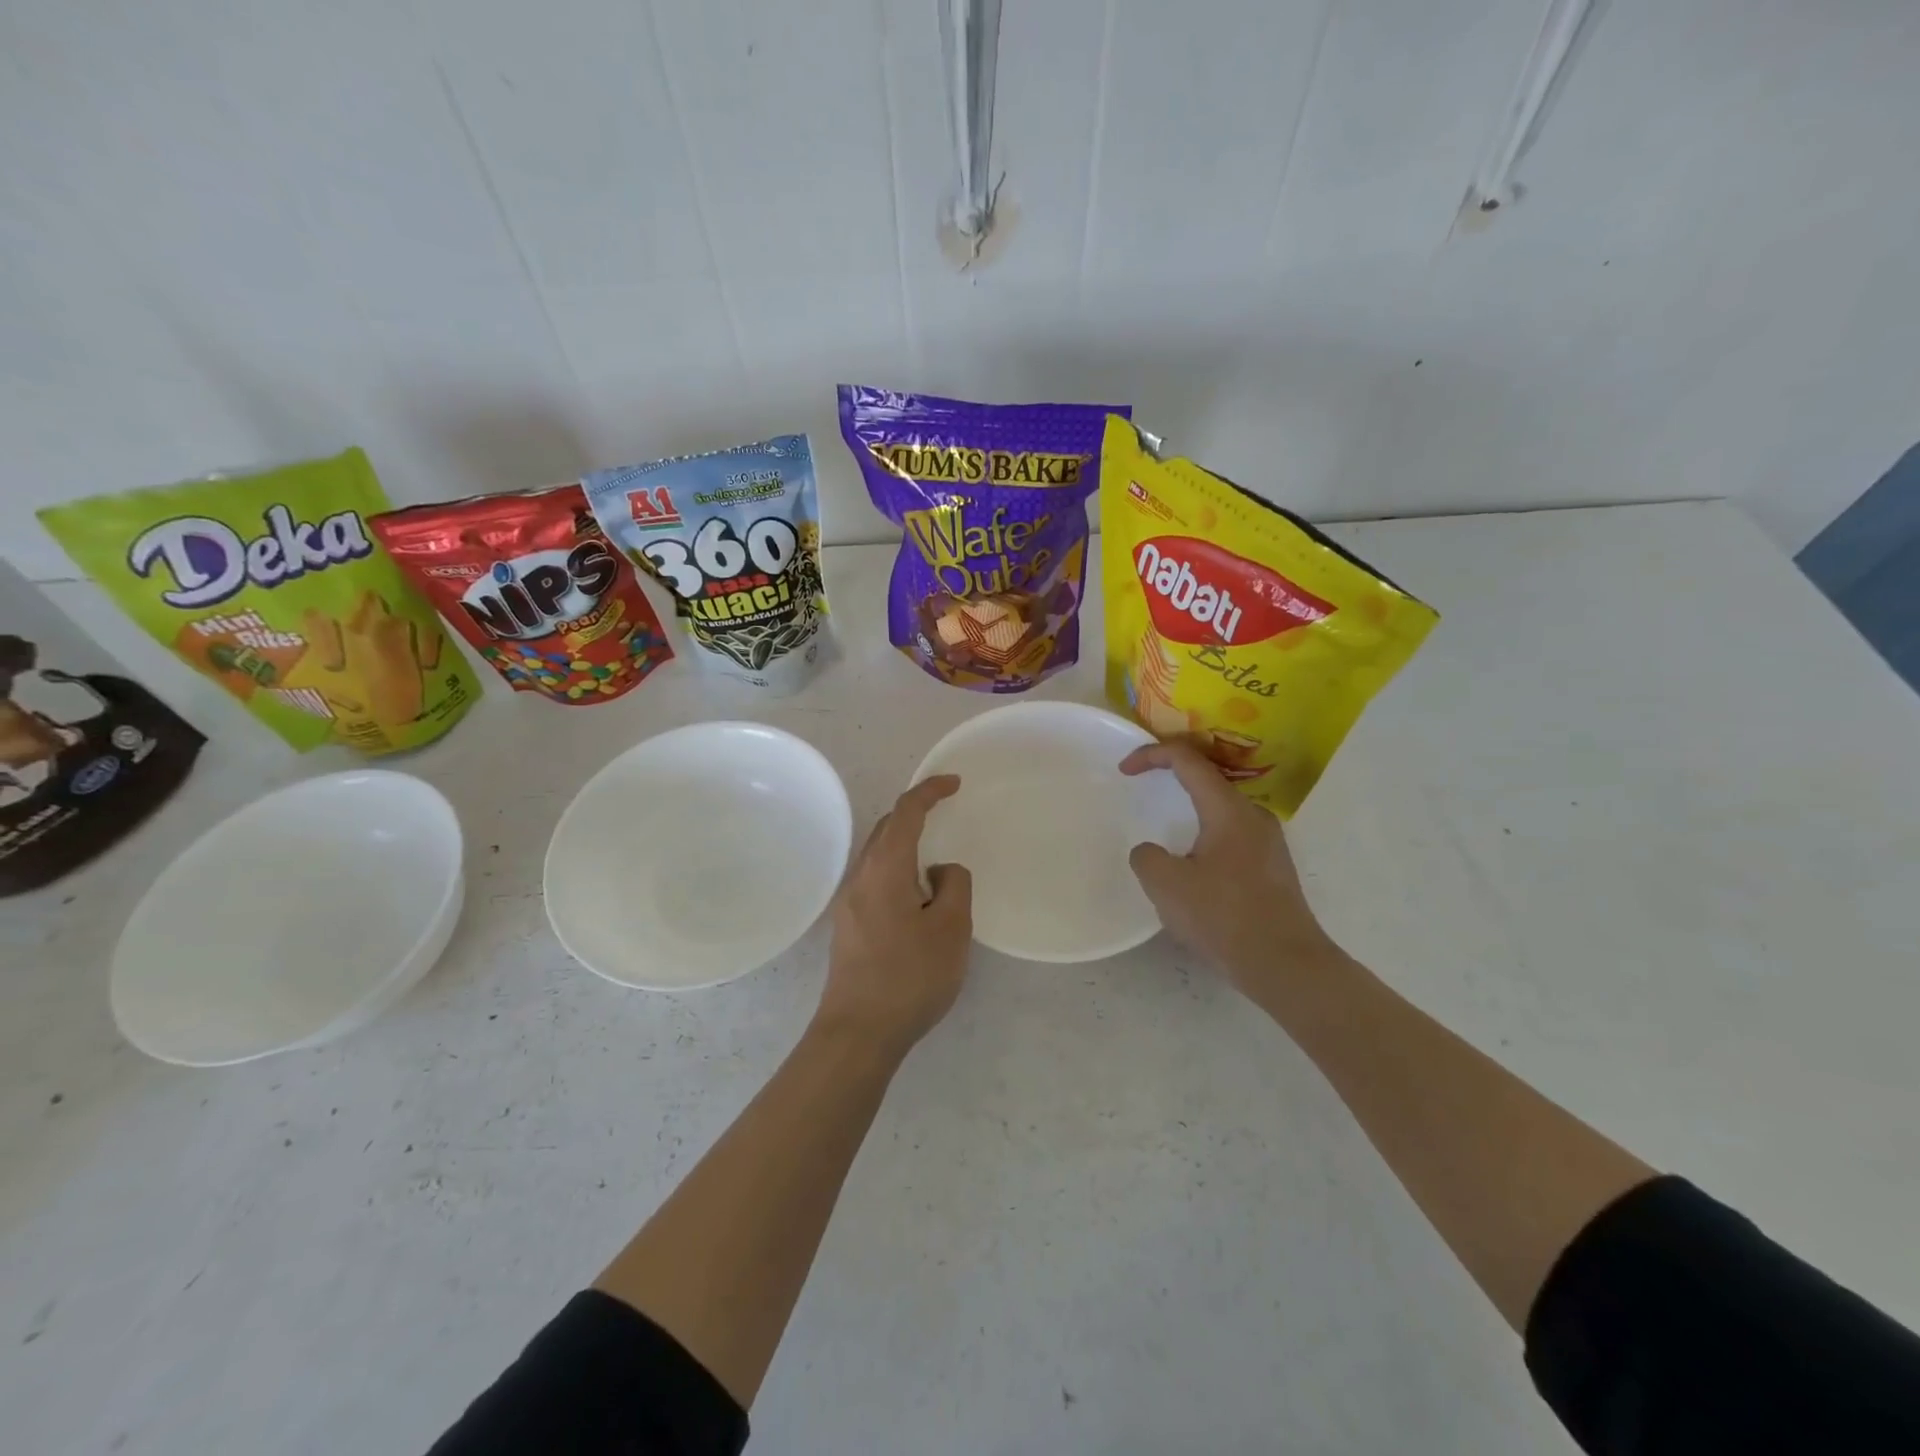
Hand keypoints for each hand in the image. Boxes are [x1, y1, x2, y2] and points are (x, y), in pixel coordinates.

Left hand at [815, 776, 972, 1054]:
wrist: (858, 1032)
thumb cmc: (910, 976)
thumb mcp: (951, 928)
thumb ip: (954, 885)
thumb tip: (938, 872)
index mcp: (885, 868)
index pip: (906, 812)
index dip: (930, 791)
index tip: (954, 783)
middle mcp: (861, 877)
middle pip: (887, 829)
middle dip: (915, 814)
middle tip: (946, 816)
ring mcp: (849, 903)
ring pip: (879, 857)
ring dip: (906, 846)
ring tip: (936, 863)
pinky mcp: (848, 927)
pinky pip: (875, 881)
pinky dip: (898, 872)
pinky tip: (917, 900)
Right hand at [1122, 741, 1338, 996]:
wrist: (1286, 965)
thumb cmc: (1224, 917)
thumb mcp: (1166, 886)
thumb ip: (1147, 857)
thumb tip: (1151, 852)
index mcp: (1228, 809)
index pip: (1188, 760)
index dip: (1152, 755)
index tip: (1124, 770)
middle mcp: (1253, 816)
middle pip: (1208, 779)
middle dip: (1171, 776)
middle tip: (1143, 786)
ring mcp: (1268, 842)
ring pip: (1221, 809)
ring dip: (1189, 809)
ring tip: (1164, 827)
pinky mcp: (1273, 868)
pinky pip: (1231, 834)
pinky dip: (1204, 834)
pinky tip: (1192, 864)